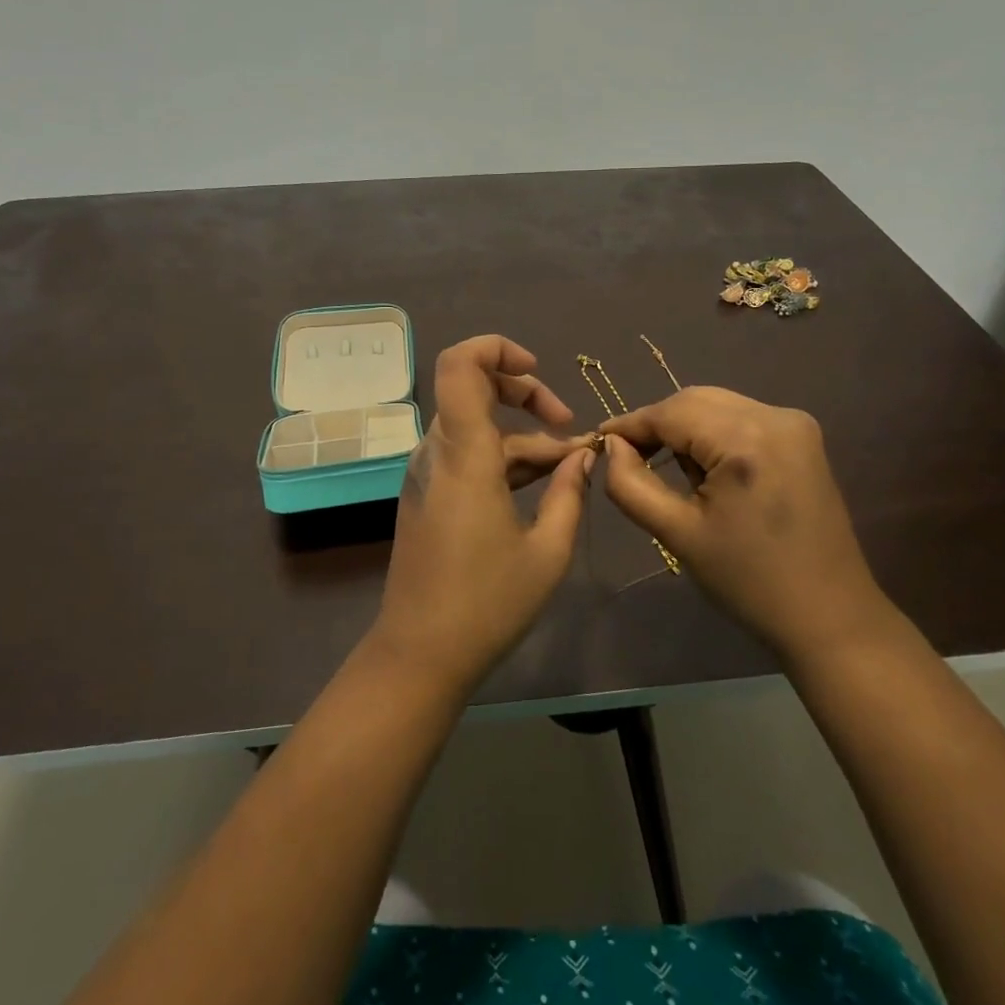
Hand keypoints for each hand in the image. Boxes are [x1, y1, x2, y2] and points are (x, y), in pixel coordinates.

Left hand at [373, 336, 594, 693]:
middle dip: (526, 395)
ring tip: (571, 469)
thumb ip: (570, 493)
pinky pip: (468, 456)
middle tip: (568, 427)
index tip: (538, 370)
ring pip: (477, 428)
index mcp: (464, 455)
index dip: (497, 349)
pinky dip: (504, 460)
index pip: (460, 366)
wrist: (419, 655)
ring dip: (524, 439)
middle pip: (473, 389)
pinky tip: (543, 486)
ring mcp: (428, 474)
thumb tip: (585, 456)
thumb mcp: (547, 550)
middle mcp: (438, 452)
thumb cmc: (486, 604)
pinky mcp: (428, 495)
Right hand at [599, 387, 890, 657]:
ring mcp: (794, 423)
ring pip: (717, 405)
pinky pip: (741, 417)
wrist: (829, 616)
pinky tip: (706, 469)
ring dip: (685, 428)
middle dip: (657, 424)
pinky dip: (713, 433)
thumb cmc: (749, 581)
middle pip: (694, 400)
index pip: (670, 412)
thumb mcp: (678, 534)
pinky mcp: (802, 437)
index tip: (597, 441)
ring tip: (669, 470)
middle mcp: (774, 416)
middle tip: (628, 458)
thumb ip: (631, 484)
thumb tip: (612, 447)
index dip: (630, 425)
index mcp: (745, 440)